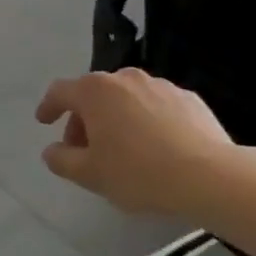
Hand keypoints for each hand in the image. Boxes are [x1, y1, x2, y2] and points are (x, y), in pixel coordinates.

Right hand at [35, 69, 237, 217]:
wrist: (211, 177)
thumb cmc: (140, 173)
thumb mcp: (90, 175)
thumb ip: (62, 161)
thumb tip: (52, 151)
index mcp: (94, 91)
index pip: (60, 92)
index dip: (48, 106)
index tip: (44, 121)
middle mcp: (124, 78)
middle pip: (94, 94)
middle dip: (84, 119)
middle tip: (85, 149)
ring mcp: (159, 85)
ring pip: (126, 99)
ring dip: (117, 118)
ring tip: (123, 149)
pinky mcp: (189, 99)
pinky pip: (156, 106)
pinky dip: (148, 121)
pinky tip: (156, 147)